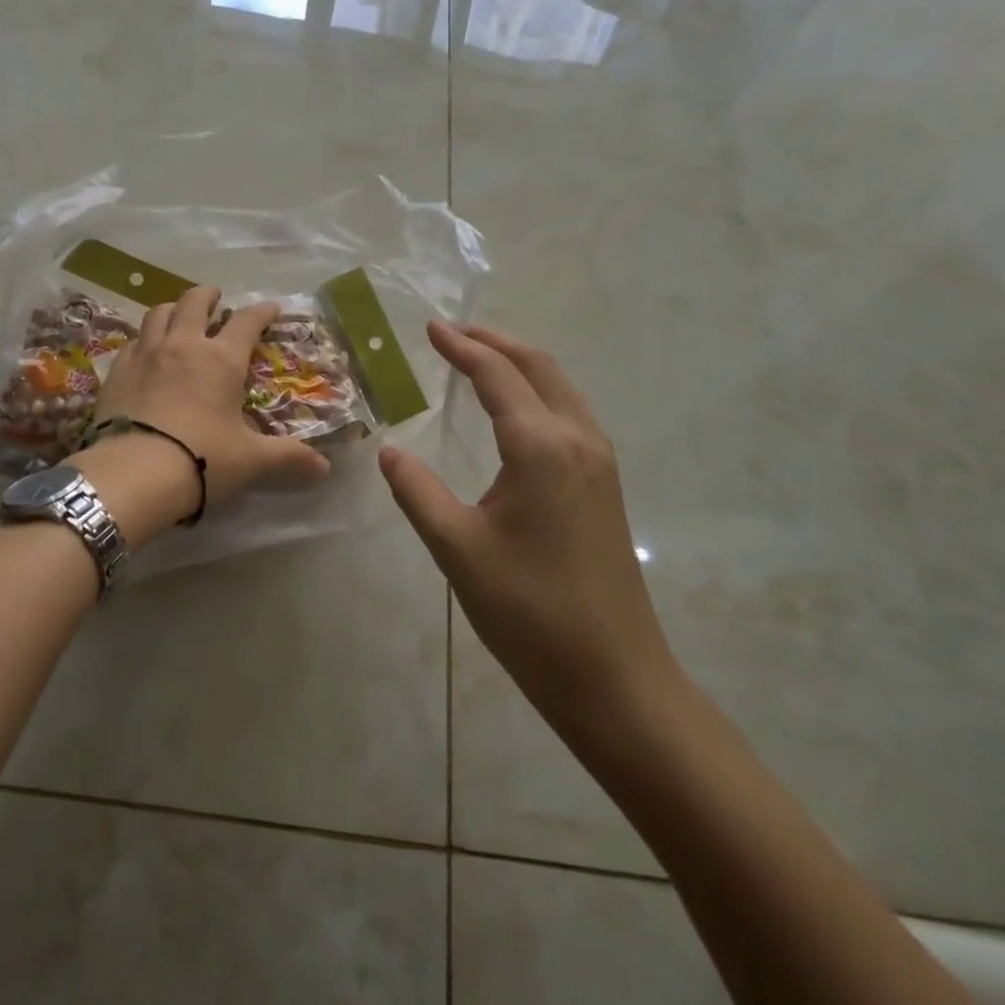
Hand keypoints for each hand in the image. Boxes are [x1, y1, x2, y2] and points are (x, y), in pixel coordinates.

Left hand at [79, 286, 330, 540]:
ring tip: (179, 315)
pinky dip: (144, 338)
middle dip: (208, 295)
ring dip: (173, 308)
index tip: (271, 308)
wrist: (134, 472)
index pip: (247, 322)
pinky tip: (145, 351)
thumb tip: (324, 468)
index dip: (262, 312)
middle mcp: (183, 345)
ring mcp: (146, 354)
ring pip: (158, 313)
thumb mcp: (251, 460)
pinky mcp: (117, 370)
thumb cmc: (202, 459)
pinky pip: (133, 341)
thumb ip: (287, 457)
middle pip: (195, 302)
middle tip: (216, 297)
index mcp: (221, 359)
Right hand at [379, 322, 682, 745]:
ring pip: (561, 388)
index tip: (431, 328)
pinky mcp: (607, 486)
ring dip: (520, 364)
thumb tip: (390, 451)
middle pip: (538, 367)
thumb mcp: (457, 548)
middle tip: (453, 333)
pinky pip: (571, 414)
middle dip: (495, 342)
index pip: (497, 376)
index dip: (462, 348)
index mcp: (541, 447)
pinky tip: (517, 411)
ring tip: (480, 359)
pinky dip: (539, 391)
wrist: (614, 677)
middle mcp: (578, 440)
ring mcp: (600, 463)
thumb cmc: (529, 611)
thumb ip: (418, 491)